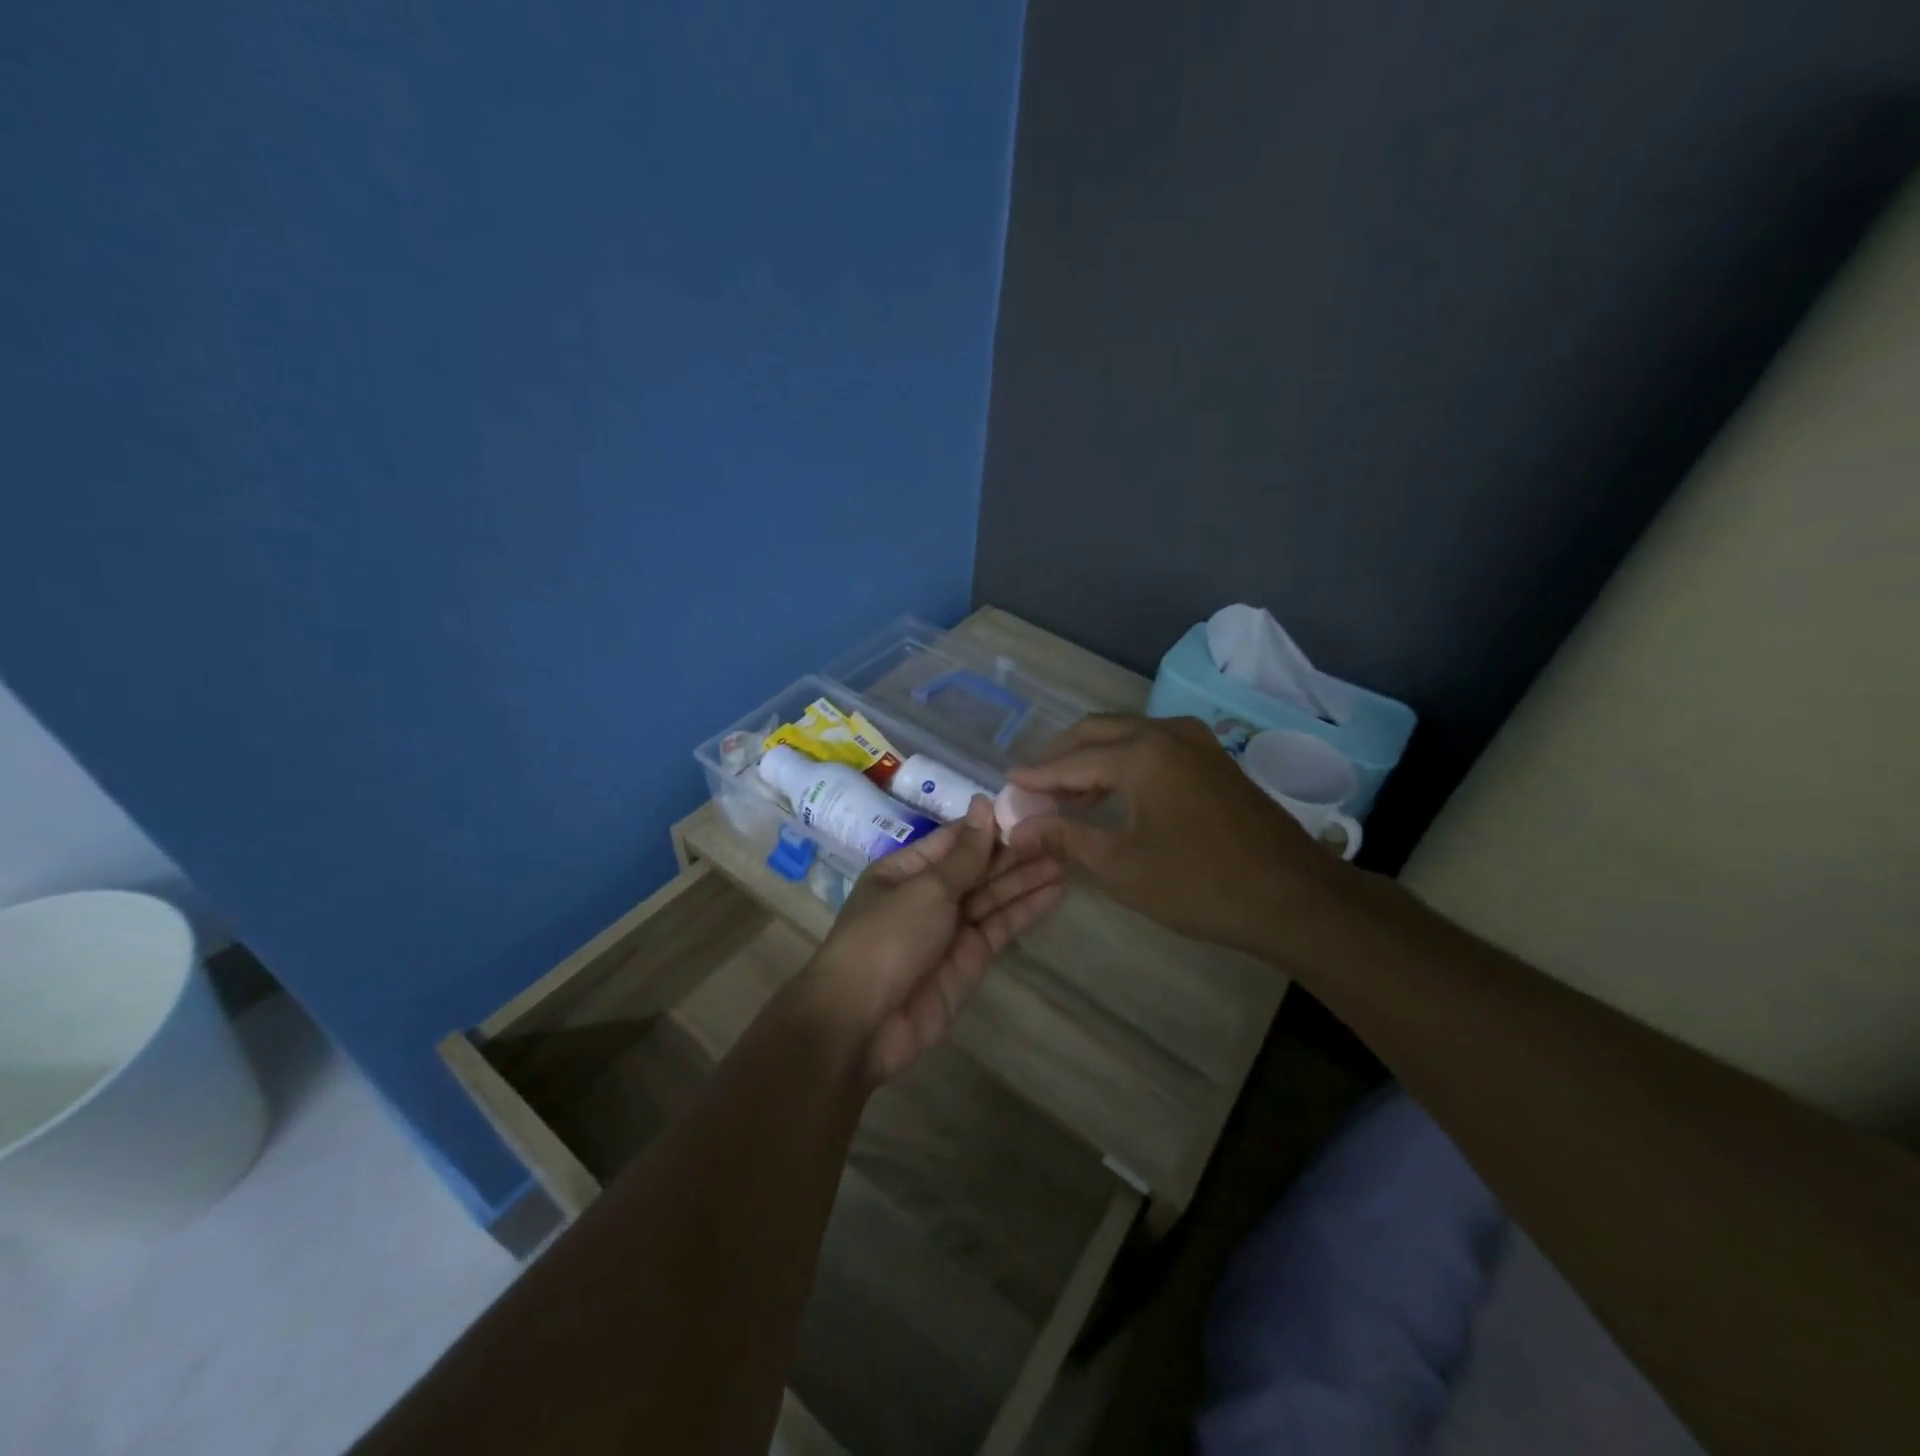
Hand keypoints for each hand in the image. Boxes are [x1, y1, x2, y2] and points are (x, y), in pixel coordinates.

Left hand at [798, 796, 1064, 1082]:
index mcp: (905, 870)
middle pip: (977, 867)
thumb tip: (984, 804)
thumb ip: (965, 854)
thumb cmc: (887, 939)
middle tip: (1059, 834)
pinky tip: (1055, 891)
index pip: (955, 840)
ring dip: (1026, 878)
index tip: (1029, 809)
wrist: (863, 1022)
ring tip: (1066, 857)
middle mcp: (928, 895)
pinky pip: (1000, 926)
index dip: (990, 825)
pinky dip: (1026, 909)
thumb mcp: (926, 888)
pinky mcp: (970, 959)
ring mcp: (950, 928)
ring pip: (993, 896)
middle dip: (1014, 852)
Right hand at [1006, 714, 1354, 957]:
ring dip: (1093, 759)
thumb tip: (1017, 829)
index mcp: (1141, 753)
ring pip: (1127, 736)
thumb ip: (1065, 838)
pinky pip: (1153, 747)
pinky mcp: (1213, 759)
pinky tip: (1112, 794)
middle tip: (1033, 786)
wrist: (1295, 898)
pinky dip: (1124, 763)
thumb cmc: (1201, 884)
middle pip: (1097, 732)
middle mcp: (1166, 732)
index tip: (1006, 785)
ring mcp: (1196, 742)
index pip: (1071, 761)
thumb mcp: (1122, 867)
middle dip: (1061, 756)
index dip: (1036, 776)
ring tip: (1065, 795)